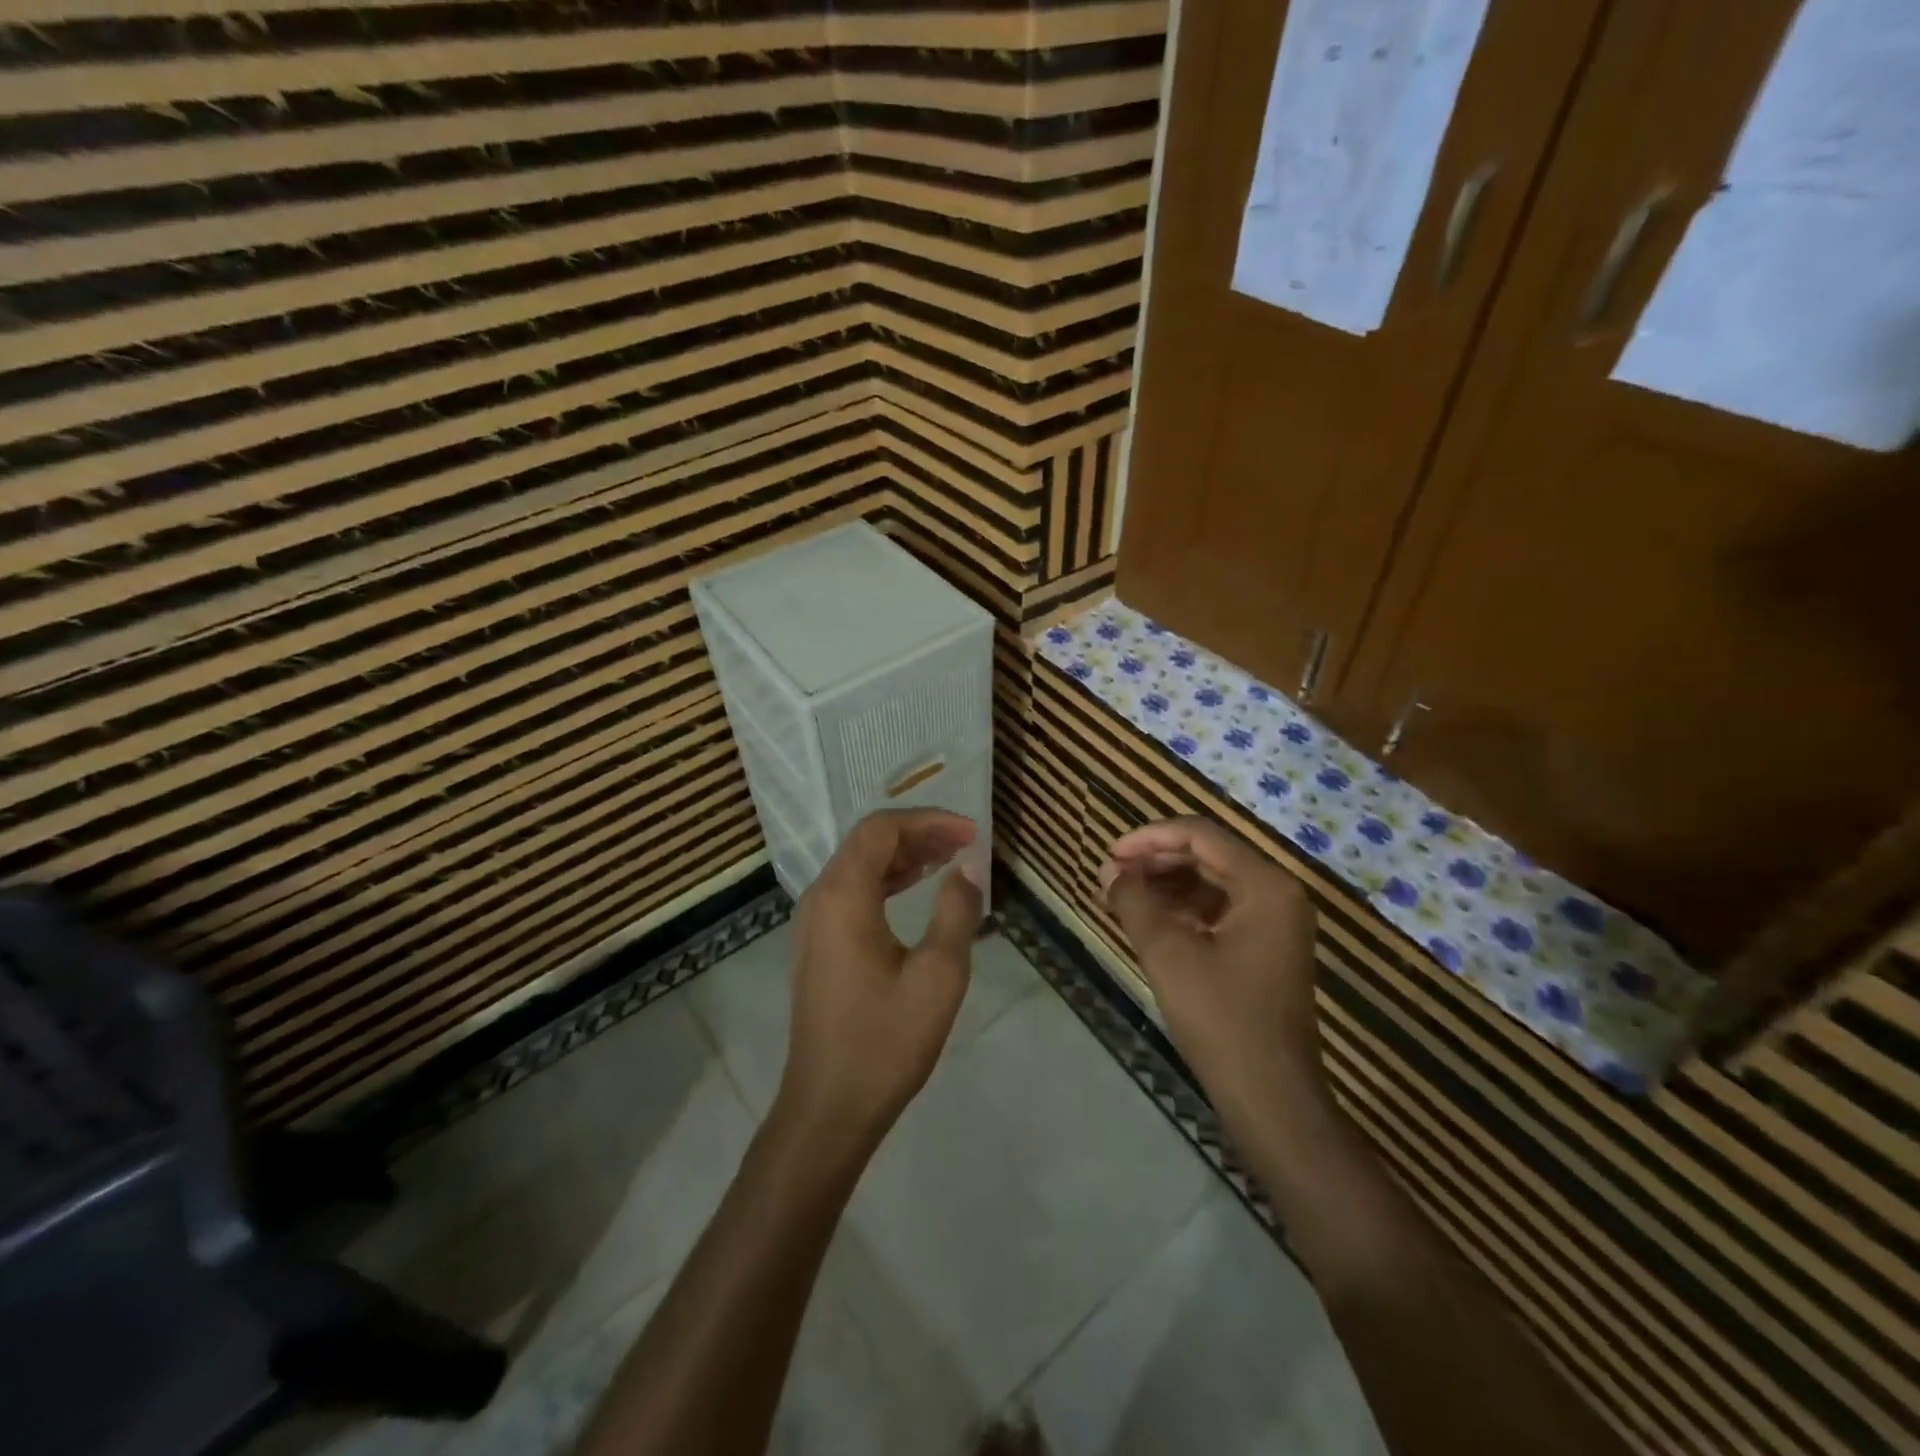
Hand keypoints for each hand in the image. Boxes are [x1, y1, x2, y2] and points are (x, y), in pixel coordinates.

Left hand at [776, 808, 983, 1156]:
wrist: (828, 1107)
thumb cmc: (885, 1041)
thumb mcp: (938, 975)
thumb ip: (956, 911)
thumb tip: (968, 867)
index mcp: (843, 896)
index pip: (882, 829)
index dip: (928, 820)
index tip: (971, 833)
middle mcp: (820, 897)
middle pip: (868, 841)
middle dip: (917, 833)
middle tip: (964, 842)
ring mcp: (813, 922)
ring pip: (858, 864)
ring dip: (903, 854)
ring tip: (948, 858)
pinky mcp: (818, 943)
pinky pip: (852, 890)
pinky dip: (886, 879)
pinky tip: (914, 887)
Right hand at [1100, 817, 1324, 1115]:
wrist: (1271, 1097)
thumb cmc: (1221, 1018)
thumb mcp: (1167, 953)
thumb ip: (1134, 902)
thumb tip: (1110, 871)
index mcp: (1265, 885)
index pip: (1200, 835)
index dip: (1149, 838)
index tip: (1109, 855)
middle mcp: (1278, 893)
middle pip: (1209, 855)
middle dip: (1156, 861)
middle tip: (1111, 877)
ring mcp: (1277, 923)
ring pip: (1213, 882)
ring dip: (1167, 885)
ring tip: (1123, 898)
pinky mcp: (1268, 948)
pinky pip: (1222, 910)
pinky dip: (1184, 909)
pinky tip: (1152, 922)